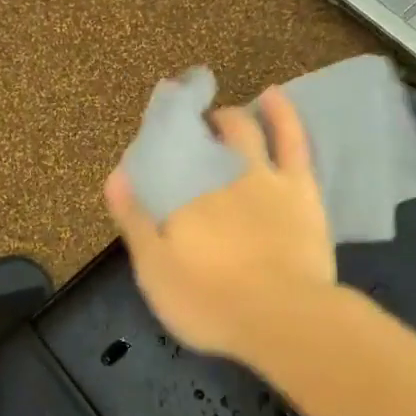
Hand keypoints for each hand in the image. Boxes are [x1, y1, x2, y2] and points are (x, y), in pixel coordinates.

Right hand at [105, 86, 337, 364]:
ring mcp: (263, 178)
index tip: (146, 151)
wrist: (284, 319)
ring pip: (243, 131)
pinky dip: (281, 113)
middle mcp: (218, 177)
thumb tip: (115, 176)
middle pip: (200, 141)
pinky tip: (273, 95)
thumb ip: (135, 222)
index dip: (152, 152)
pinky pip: (291, 139)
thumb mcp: (155, 271)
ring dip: (228, 118)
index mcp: (181, 199)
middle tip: (185, 134)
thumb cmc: (210, 303)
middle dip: (190, 130)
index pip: (161, 163)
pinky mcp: (300, 188)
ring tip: (219, 116)